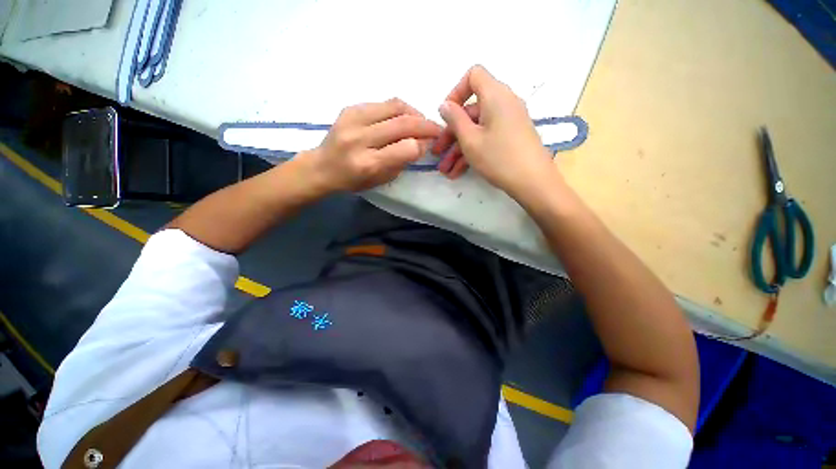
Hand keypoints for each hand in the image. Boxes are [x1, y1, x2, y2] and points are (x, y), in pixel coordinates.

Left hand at [304, 99, 441, 192]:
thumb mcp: (381, 180)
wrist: (322, 166)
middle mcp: (359, 139)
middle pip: (402, 124)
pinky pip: (383, 103)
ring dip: (414, 113)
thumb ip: (402, 161)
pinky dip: (399, 109)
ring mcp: (353, 120)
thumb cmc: (353, 180)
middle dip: (426, 125)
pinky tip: (403, 118)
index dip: (423, 145)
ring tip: (420, 122)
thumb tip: (421, 142)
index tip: (431, 144)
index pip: (406, 148)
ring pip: (395, 106)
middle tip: (436, 129)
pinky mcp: (350, 108)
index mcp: (368, 163)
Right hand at [432, 65, 559, 197]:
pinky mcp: (511, 137)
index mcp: (495, 95)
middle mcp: (504, 103)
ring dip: (459, 149)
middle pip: (471, 110)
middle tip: (438, 153)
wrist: (533, 182)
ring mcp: (509, 122)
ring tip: (446, 170)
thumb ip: (455, 119)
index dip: (456, 92)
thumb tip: (445, 104)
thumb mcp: (470, 140)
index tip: (446, 116)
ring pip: (477, 129)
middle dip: (451, 133)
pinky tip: (458, 172)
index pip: (473, 75)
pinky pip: (487, 138)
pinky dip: (473, 151)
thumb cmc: (499, 158)